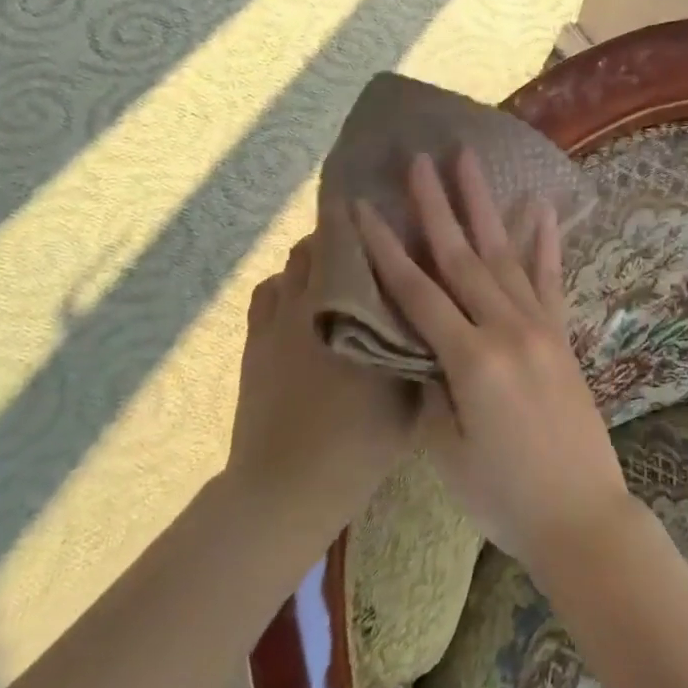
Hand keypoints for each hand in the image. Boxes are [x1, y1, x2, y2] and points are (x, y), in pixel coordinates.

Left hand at [226, 235, 421, 539]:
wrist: (289, 486)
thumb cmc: (360, 442)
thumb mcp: (411, 395)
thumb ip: (421, 346)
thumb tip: (433, 312)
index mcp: (354, 311)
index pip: (348, 240)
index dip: (357, 214)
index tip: (375, 201)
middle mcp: (312, 303)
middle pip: (316, 243)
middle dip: (340, 236)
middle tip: (367, 244)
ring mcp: (276, 322)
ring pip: (291, 266)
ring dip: (312, 260)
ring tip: (336, 273)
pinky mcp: (255, 343)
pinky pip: (267, 293)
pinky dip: (285, 288)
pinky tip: (301, 304)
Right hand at [353, 150, 635, 575]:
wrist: (582, 516)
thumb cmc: (504, 496)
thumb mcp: (446, 453)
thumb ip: (429, 391)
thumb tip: (419, 348)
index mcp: (471, 361)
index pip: (417, 292)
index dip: (386, 248)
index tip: (364, 206)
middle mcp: (507, 330)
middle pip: (462, 256)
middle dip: (436, 205)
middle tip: (420, 159)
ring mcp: (540, 327)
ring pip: (504, 254)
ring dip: (484, 206)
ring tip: (470, 162)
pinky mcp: (562, 335)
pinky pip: (550, 278)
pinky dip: (544, 241)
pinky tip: (540, 206)